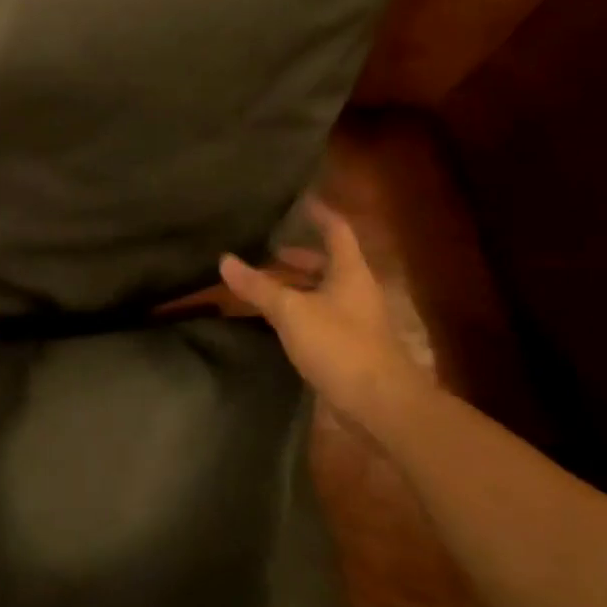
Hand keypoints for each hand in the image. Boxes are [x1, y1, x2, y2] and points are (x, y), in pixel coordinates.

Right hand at [220, 200, 432, 439]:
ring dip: (296, 286)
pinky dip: (299, 312)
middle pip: (328, 263)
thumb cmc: (339, 345)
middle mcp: (356, 290)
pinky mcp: (350, 348)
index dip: (319, 213)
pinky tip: (276, 320)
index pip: (337, 230)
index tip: (299, 201)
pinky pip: (320, 318)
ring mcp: (356, 320)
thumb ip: (258, 286)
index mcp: (349, 271)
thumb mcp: (291, 311)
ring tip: (263, 284)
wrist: (381, 405)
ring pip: (322, 292)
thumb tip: (225, 259)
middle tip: (267, 249)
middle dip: (299, 256)